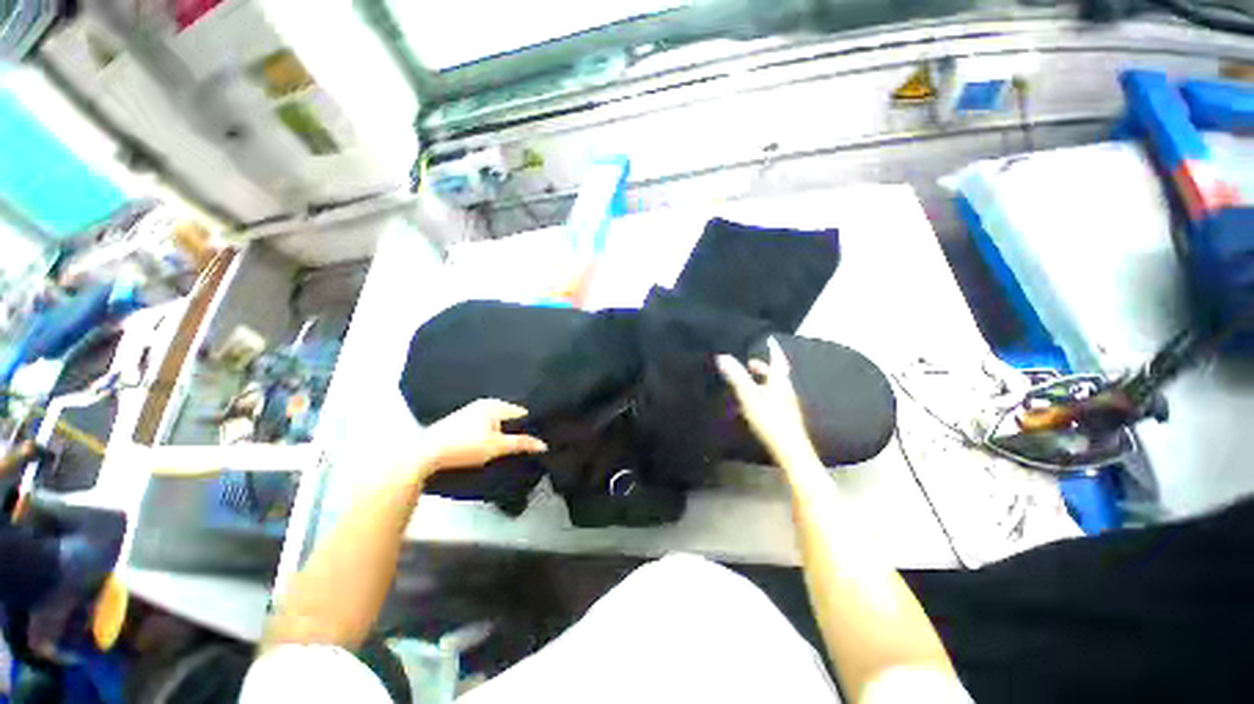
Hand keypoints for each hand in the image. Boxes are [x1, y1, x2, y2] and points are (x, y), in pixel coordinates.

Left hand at [418, 399, 547, 476]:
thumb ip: (521, 443)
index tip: (539, 439)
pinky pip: (486, 424)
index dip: (532, 426)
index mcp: (495, 404)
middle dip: (518, 429)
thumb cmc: (463, 447)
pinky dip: (492, 433)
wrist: (425, 455)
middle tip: (527, 445)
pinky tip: (491, 445)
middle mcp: (484, 403)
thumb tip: (543, 444)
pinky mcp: (461, 421)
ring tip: (511, 447)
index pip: (523, 413)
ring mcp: (471, 411)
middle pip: (510, 416)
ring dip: (504, 432)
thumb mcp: (496, 447)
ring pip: (497, 421)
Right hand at [717, 338, 813, 462]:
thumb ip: (736, 376)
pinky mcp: (785, 418)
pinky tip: (753, 406)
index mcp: (779, 381)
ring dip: (762, 382)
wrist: (790, 450)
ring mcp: (787, 405)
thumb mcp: (749, 396)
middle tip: (749, 365)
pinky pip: (773, 400)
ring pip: (774, 388)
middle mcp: (786, 390)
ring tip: (748, 383)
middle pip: (776, 374)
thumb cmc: (770, 419)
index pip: (777, 359)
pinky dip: (763, 396)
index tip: (768, 339)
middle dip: (763, 368)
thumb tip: (722, 356)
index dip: (772, 349)